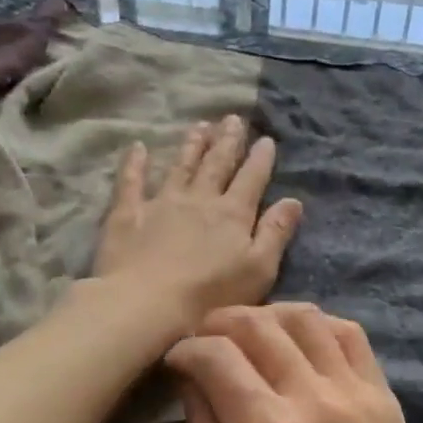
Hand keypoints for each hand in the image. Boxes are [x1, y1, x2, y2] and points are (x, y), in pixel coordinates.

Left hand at [93, 117, 302, 334]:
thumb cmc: (211, 295)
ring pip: (180, 166)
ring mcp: (162, 202)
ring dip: (192, 145)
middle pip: (217, 164)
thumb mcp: (258, 269)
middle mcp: (200, 199)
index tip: (266, 139)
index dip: (260, 158)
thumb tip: (294, 201)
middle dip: (227, 141)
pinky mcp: (128, 213)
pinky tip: (137, 146)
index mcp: (233, 213)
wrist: (147, 304)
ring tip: (200, 125)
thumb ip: (276, 232)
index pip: (251, 179)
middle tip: (233, 118)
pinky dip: (135, 163)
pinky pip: (131, 181)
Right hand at [165, 304, 422, 422]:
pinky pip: (349, 332)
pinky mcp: (381, 392)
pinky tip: (300, 340)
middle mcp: (313, 397)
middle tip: (206, 338)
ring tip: (250, 333)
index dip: (188, 348)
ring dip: (268, 315)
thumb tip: (193, 386)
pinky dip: (317, 323)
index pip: (219, 357)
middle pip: (260, 325)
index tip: (177, 359)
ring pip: (306, 317)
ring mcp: (354, 389)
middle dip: (221, 321)